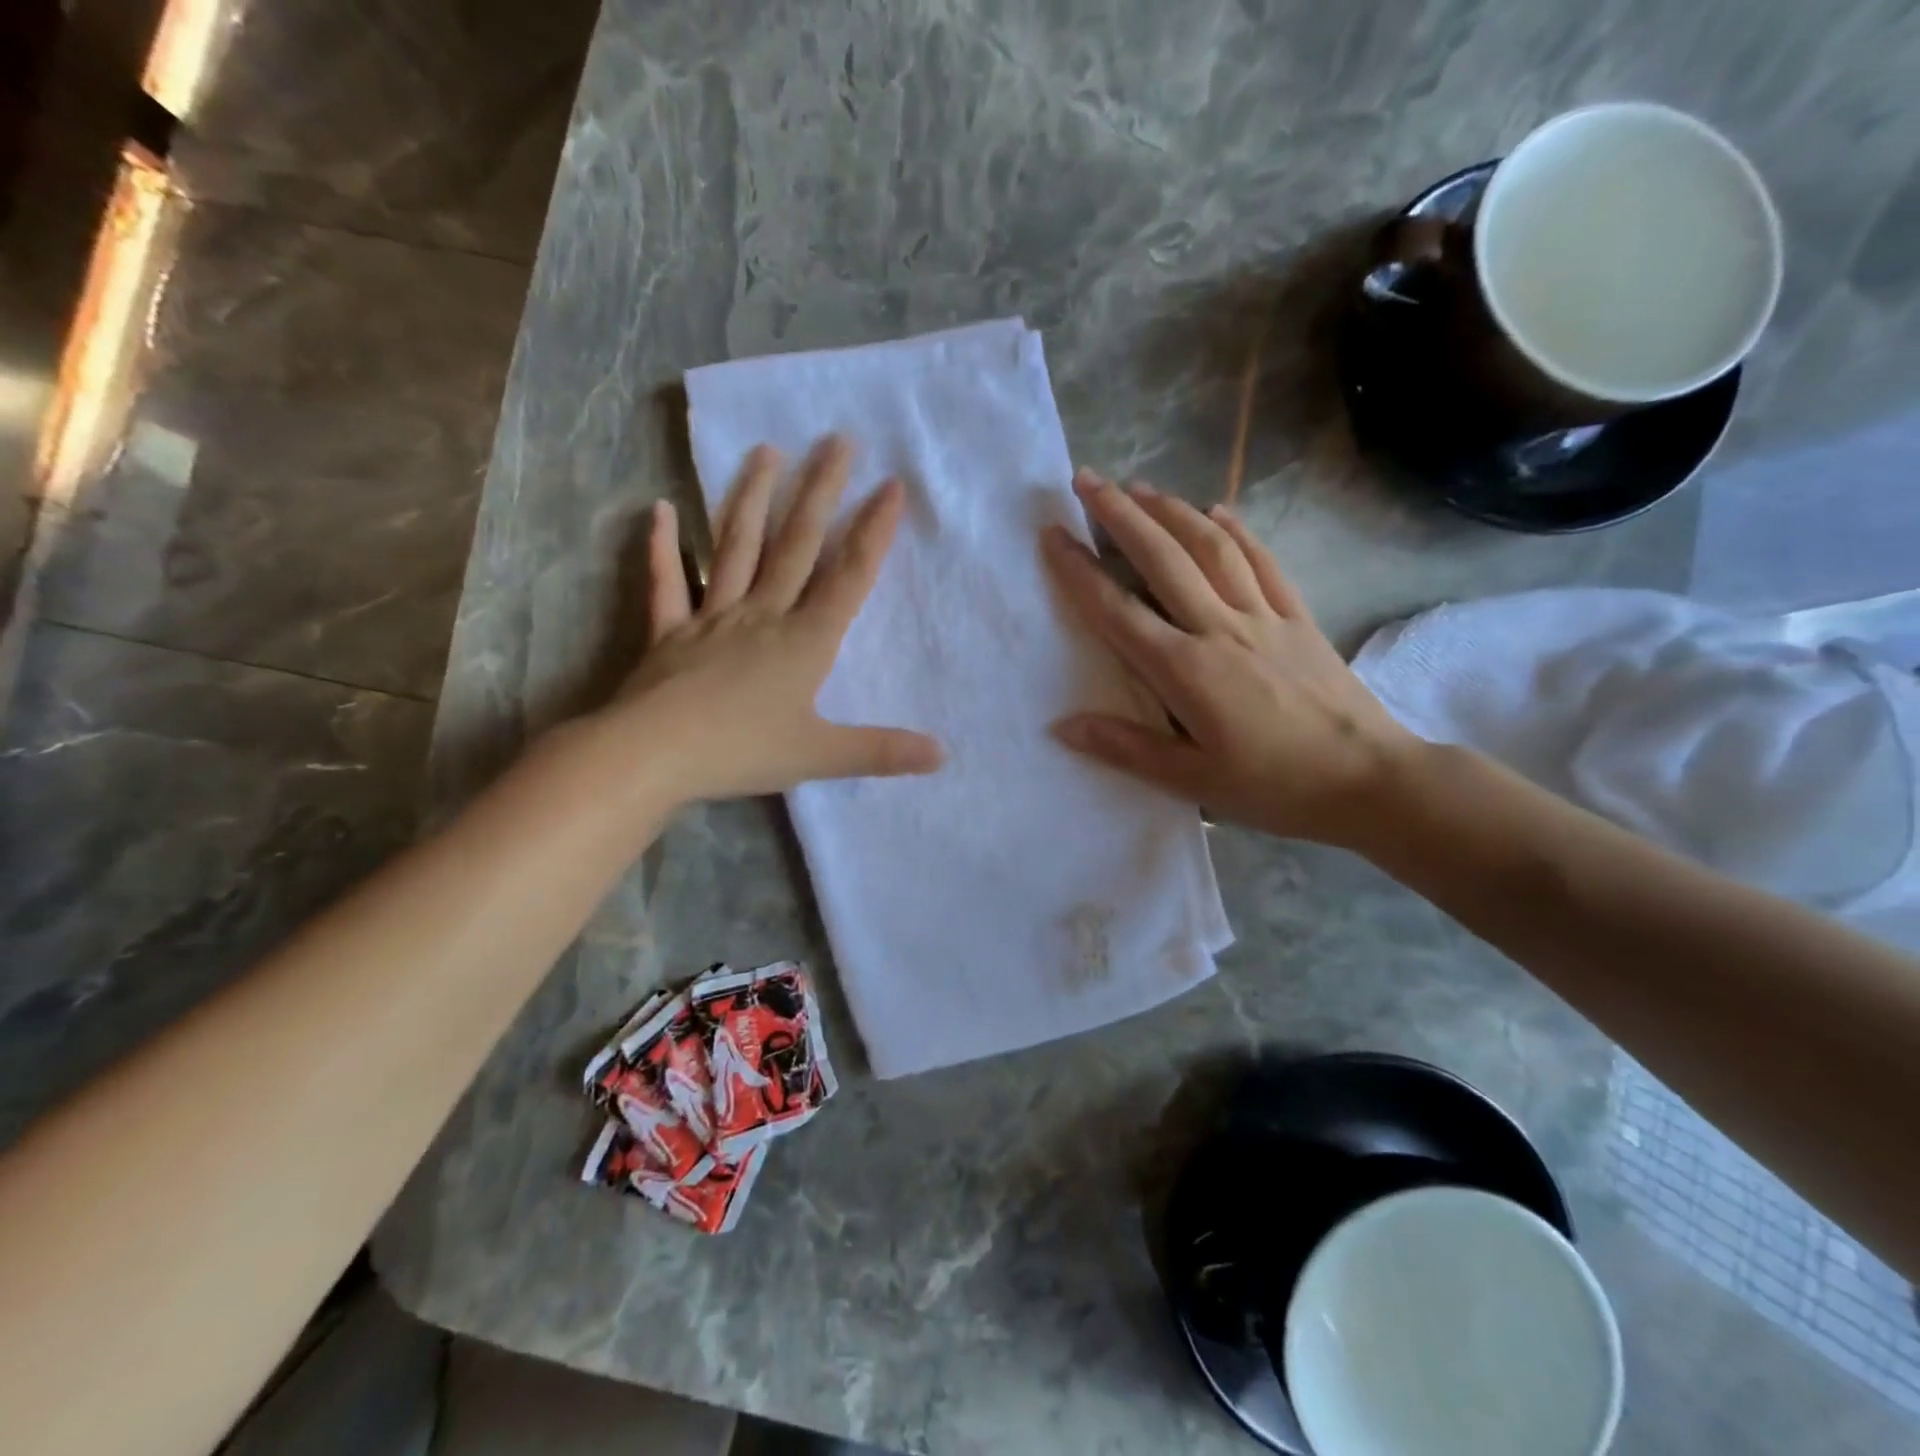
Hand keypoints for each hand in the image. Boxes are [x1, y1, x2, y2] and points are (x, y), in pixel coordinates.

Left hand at [601, 435, 942, 803]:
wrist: (653, 756)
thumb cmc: (741, 751)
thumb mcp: (820, 755)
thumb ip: (881, 751)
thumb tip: (943, 755)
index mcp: (804, 640)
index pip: (848, 576)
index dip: (873, 531)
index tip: (891, 485)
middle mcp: (762, 614)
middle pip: (797, 544)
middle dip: (821, 491)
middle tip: (838, 440)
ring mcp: (712, 617)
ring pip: (736, 547)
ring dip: (752, 498)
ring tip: (767, 451)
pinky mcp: (670, 632)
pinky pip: (667, 583)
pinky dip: (663, 547)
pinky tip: (661, 509)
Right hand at [1041, 471, 1415, 847]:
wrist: (1370, 779)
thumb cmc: (1274, 787)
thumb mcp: (1192, 781)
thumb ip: (1126, 748)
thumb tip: (1061, 726)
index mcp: (1185, 670)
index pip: (1118, 611)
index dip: (1080, 571)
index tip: (1053, 534)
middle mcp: (1220, 629)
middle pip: (1163, 559)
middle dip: (1120, 515)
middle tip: (1086, 480)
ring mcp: (1264, 617)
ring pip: (1211, 548)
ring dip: (1172, 511)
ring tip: (1139, 486)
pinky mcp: (1299, 618)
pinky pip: (1264, 563)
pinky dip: (1238, 532)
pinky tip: (1218, 510)